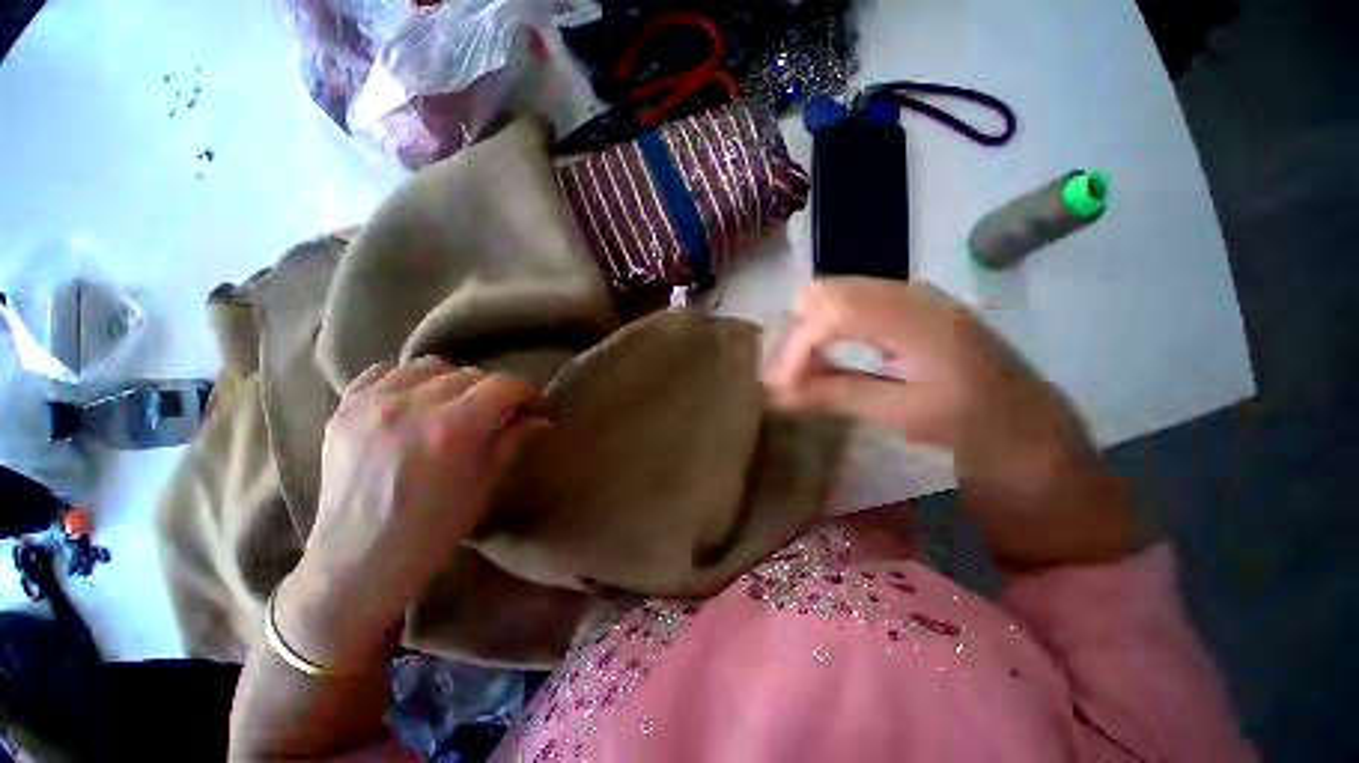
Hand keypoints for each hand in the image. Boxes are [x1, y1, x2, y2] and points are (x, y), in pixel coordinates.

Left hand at [275, 358, 549, 666]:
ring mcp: (372, 405)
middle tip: (497, 411)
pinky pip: (383, 372)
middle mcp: (411, 407)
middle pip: (469, 374)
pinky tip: (414, 400)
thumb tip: (542, 418)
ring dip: (452, 380)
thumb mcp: (484, 486)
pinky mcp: (343, 409)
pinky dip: (407, 380)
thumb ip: (512, 441)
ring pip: (428, 367)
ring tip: (454, 403)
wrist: (357, 563)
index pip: (501, 386)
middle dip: (493, 391)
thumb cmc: (432, 531)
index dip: (525, 390)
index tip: (534, 402)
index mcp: (451, 430)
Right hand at [766, 278, 1134, 567]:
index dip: (795, 348)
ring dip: (809, 335)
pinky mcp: (907, 311)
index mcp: (917, 318)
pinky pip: (849, 309)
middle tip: (789, 379)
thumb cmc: (977, 427)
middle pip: (825, 293)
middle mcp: (909, 294)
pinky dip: (828, 334)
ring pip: (833, 299)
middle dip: (797, 336)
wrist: (1033, 429)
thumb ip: (838, 395)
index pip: (831, 312)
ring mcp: (909, 298)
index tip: (778, 388)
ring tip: (802, 376)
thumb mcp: (905, 415)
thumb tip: (777, 393)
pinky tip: (827, 364)